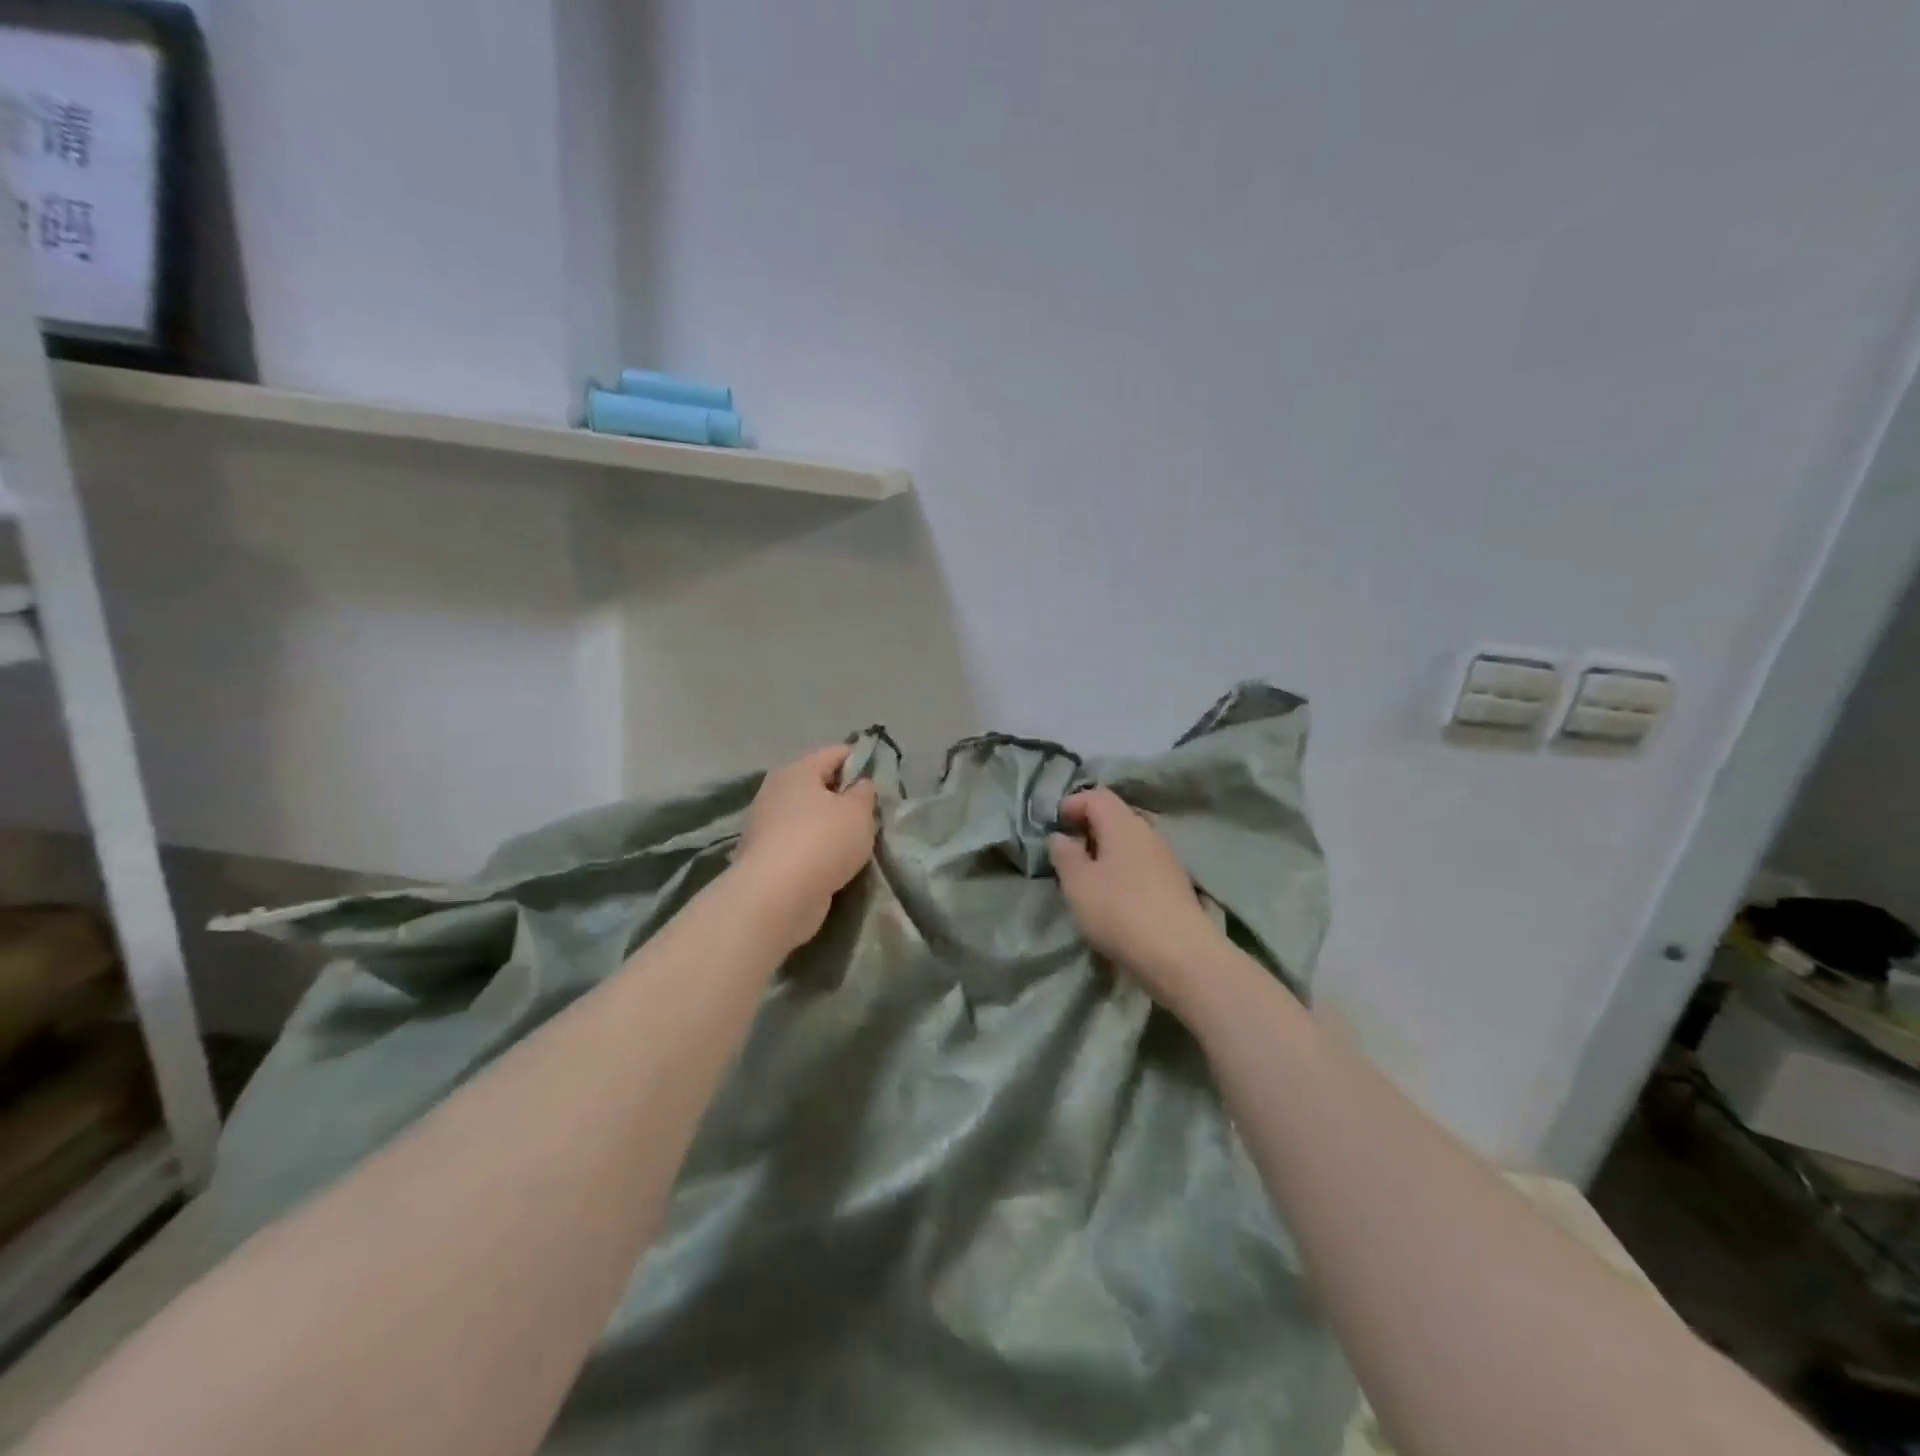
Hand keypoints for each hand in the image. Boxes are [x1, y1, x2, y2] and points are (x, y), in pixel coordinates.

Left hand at [734, 744, 878, 948]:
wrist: (776, 897)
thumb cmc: (822, 842)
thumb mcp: (858, 812)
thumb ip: (864, 793)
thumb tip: (859, 785)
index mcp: (797, 770)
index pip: (835, 752)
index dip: (861, 760)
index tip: (881, 779)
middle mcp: (776, 791)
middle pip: (818, 784)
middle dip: (844, 796)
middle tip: (871, 814)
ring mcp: (765, 825)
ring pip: (807, 816)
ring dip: (829, 826)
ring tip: (856, 843)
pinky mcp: (764, 856)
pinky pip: (798, 843)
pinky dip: (815, 849)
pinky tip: (833, 864)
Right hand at [1049, 787, 1224, 1016]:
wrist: (1181, 956)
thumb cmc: (1120, 911)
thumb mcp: (1078, 883)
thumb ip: (1065, 854)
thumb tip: (1061, 836)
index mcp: (1123, 824)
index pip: (1096, 796)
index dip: (1072, 803)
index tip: (1054, 824)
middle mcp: (1148, 833)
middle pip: (1115, 816)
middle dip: (1088, 827)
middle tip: (1066, 852)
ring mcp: (1165, 859)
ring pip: (1128, 842)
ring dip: (1105, 852)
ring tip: (1086, 877)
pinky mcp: (1174, 885)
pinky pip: (1141, 864)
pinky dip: (1121, 870)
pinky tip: (1113, 896)